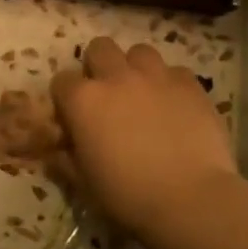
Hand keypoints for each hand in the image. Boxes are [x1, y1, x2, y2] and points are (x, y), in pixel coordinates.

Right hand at [50, 38, 236, 234]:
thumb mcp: (85, 183)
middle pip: (99, 48)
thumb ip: (66, 160)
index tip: (73, 116)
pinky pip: (175, 71)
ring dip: (136, 68)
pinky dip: (171, 84)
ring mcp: (155, 77)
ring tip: (143, 92)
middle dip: (99, 65)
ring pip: (139, 52)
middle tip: (108, 93)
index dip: (66, 98)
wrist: (191, 200)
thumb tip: (56, 152)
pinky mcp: (189, 85)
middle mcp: (116, 77)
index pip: (62, 81)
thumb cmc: (128, 196)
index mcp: (83, 100)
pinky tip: (175, 105)